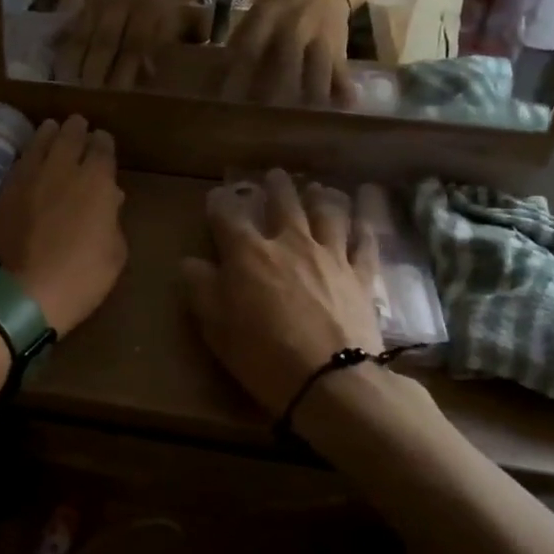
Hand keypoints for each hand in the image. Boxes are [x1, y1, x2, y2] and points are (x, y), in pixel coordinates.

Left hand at [0, 116, 127, 336]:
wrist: (20, 292)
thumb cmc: (79, 278)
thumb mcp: (113, 255)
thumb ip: (113, 221)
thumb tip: (110, 198)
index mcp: (97, 182)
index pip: (102, 148)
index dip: (103, 143)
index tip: (103, 141)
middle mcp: (63, 169)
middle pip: (70, 136)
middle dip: (77, 129)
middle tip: (78, 124)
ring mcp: (29, 176)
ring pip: (41, 142)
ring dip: (50, 133)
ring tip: (52, 128)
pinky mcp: (4, 190)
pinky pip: (21, 160)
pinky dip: (29, 152)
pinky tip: (30, 154)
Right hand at [53, 0, 188, 88]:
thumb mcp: (170, 17)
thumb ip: (160, 44)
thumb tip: (147, 75)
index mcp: (148, 10)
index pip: (135, 44)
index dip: (125, 70)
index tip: (118, 96)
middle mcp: (122, 6)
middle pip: (106, 41)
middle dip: (96, 71)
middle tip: (88, 98)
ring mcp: (99, 4)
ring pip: (85, 35)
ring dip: (76, 62)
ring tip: (68, 88)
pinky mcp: (84, 5)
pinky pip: (72, 28)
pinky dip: (65, 47)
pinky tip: (58, 67)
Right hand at [181, 170, 380, 414]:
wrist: (330, 379)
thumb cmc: (262, 353)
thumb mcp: (216, 326)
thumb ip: (200, 288)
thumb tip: (189, 262)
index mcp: (248, 253)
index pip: (228, 217)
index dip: (220, 204)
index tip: (216, 196)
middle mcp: (290, 243)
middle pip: (284, 204)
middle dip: (277, 187)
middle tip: (276, 175)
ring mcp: (330, 256)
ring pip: (328, 214)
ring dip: (321, 197)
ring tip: (319, 188)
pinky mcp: (361, 276)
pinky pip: (364, 243)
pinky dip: (362, 228)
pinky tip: (362, 219)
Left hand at [219, 0, 356, 108]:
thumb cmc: (282, 7)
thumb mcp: (257, 15)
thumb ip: (240, 42)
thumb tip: (215, 79)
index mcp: (267, 16)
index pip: (250, 48)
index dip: (237, 75)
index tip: (226, 100)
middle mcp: (295, 26)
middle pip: (285, 63)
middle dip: (273, 92)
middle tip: (261, 118)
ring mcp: (320, 37)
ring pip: (317, 70)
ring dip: (309, 96)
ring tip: (300, 121)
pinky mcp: (339, 48)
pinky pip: (341, 71)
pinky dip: (343, 90)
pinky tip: (342, 108)